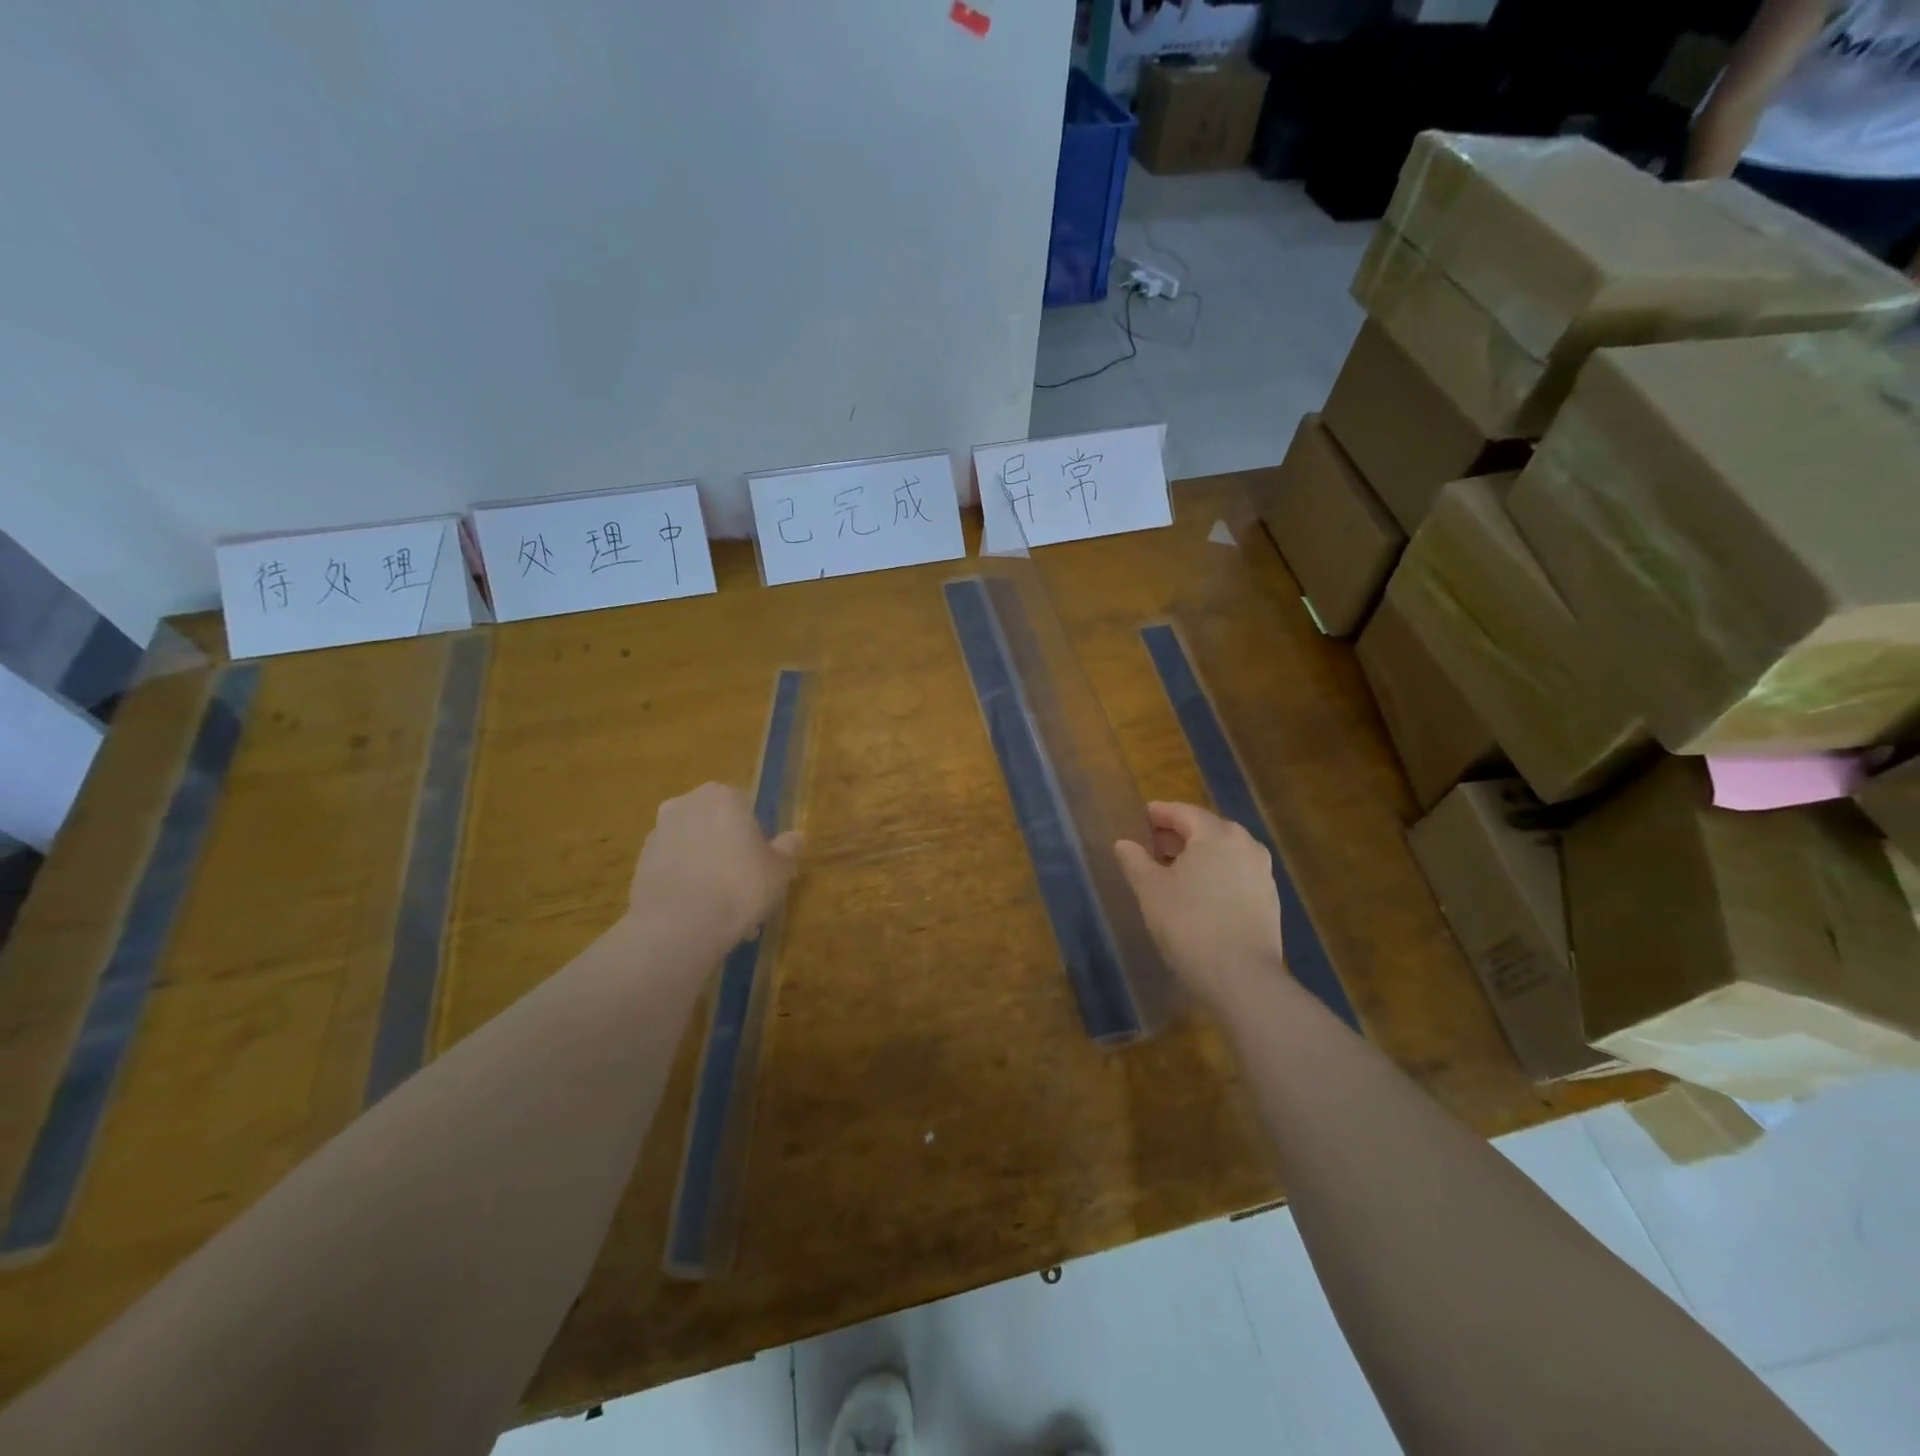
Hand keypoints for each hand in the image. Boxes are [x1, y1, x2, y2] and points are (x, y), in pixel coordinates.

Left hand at [628, 783, 803, 945]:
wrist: (679, 925)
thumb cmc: (739, 886)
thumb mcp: (779, 869)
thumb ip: (788, 849)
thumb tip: (796, 837)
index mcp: (721, 796)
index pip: (746, 808)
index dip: (757, 838)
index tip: (764, 865)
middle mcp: (685, 805)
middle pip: (716, 827)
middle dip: (730, 854)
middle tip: (746, 890)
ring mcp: (658, 834)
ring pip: (694, 851)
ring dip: (709, 872)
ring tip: (725, 913)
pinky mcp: (640, 865)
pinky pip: (675, 871)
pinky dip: (688, 887)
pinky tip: (702, 918)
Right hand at [1114, 801, 1285, 1010]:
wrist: (1242, 978)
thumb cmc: (1189, 924)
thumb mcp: (1151, 890)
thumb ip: (1135, 860)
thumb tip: (1123, 843)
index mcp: (1217, 834)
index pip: (1183, 813)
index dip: (1159, 813)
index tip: (1141, 816)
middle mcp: (1246, 844)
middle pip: (1206, 830)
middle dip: (1178, 834)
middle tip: (1151, 844)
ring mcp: (1262, 872)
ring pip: (1223, 853)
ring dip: (1197, 855)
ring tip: (1172, 870)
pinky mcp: (1269, 899)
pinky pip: (1236, 874)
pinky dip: (1215, 874)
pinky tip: (1198, 893)